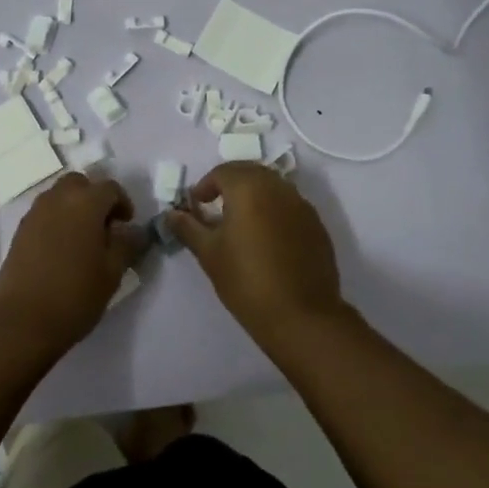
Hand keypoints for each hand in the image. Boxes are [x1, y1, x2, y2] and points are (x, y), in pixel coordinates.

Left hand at [0, 173, 139, 358]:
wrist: (20, 321)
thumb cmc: (74, 295)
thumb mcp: (111, 273)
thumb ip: (126, 245)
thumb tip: (134, 231)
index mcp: (85, 202)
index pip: (110, 188)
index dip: (123, 203)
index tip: (127, 226)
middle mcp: (58, 198)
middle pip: (80, 184)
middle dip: (95, 198)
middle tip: (105, 227)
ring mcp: (35, 213)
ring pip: (60, 196)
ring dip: (75, 207)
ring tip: (84, 240)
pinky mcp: (20, 231)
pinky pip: (45, 213)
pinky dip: (58, 220)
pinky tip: (63, 250)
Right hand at [167, 163, 343, 343]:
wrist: (301, 316)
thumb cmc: (246, 280)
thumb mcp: (209, 253)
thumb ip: (189, 228)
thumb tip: (171, 214)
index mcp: (249, 188)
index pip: (223, 171)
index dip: (205, 186)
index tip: (196, 206)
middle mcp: (278, 187)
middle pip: (250, 173)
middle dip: (230, 185)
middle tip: (216, 209)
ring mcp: (302, 205)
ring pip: (273, 188)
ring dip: (254, 196)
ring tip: (241, 224)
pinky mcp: (317, 226)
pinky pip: (290, 206)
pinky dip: (274, 212)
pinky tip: (267, 240)